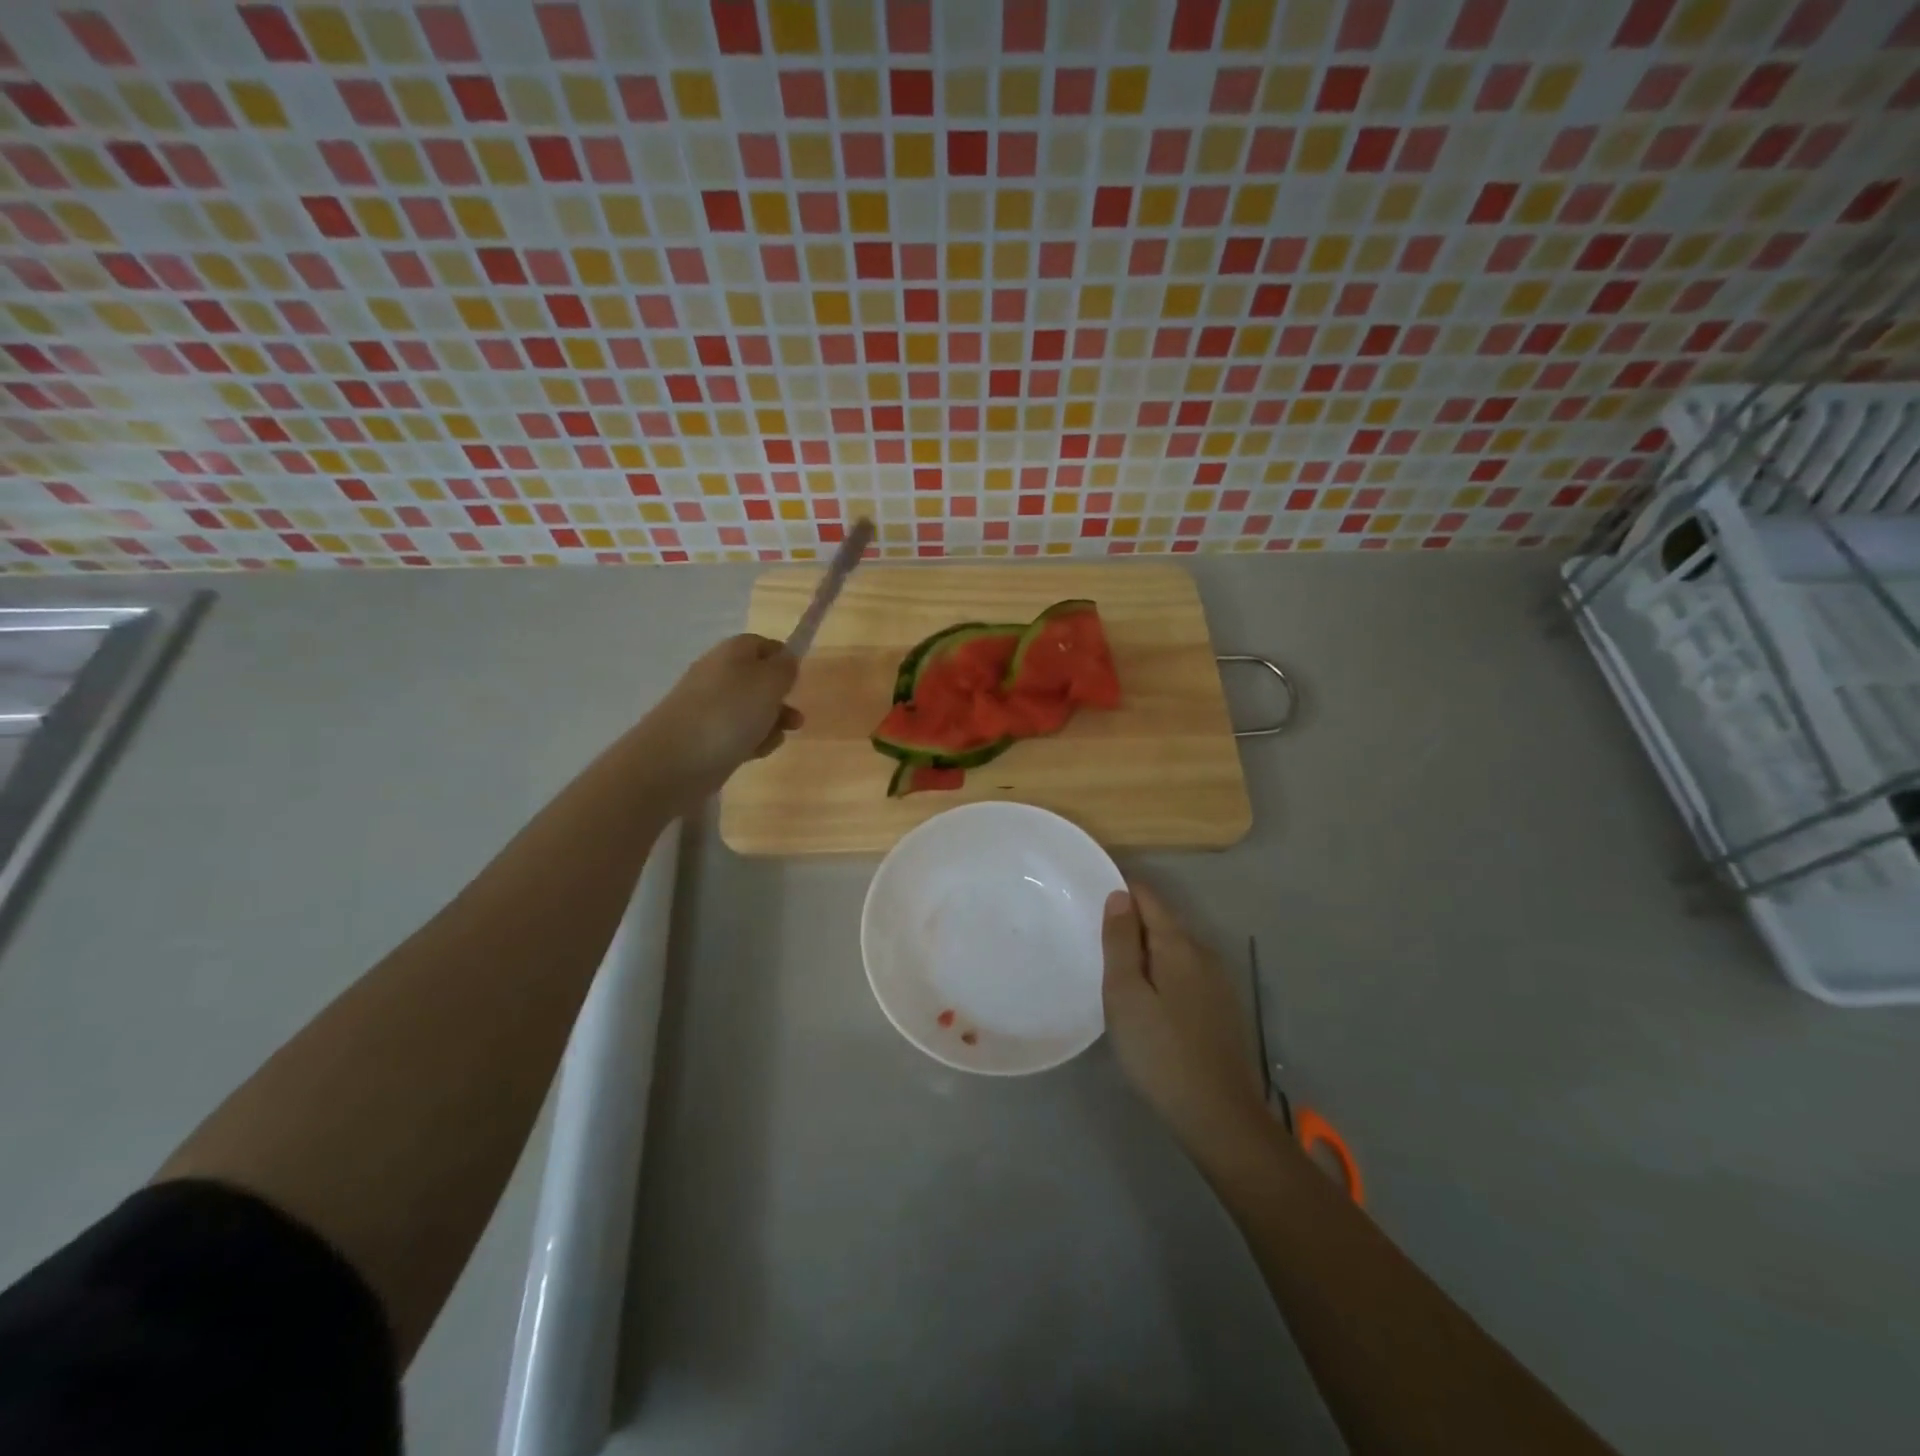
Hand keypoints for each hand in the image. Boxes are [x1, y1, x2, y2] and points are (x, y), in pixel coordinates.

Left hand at [641, 635, 800, 801]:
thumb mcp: (768, 683)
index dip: (783, 658)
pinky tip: (754, 753)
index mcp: (731, 653)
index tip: (798, 679)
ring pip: (751, 711)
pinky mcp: (704, 737)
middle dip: (780, 700)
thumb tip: (786, 659)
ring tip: (774, 739)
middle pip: (758, 681)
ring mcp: (709, 708)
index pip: (761, 644)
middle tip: (794, 718)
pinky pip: (737, 735)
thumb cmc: (728, 714)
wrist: (673, 761)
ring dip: (770, 724)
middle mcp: (718, 675)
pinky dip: (750, 742)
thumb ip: (785, 668)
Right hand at [1103, 881, 1269, 1164]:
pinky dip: (1162, 973)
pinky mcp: (1222, 1009)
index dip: (1120, 890)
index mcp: (1179, 945)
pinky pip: (1185, 973)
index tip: (1089, 896)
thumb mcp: (1125, 994)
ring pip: (1174, 950)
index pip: (1147, 897)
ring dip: (1145, 950)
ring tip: (1113, 967)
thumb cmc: (1160, 1052)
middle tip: (1092, 937)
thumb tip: (1119, 895)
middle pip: (1162, 922)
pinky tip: (1147, 998)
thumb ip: (1120, 942)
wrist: (1218, 1116)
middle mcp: (1204, 953)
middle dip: (1130, 922)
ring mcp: (1218, 982)